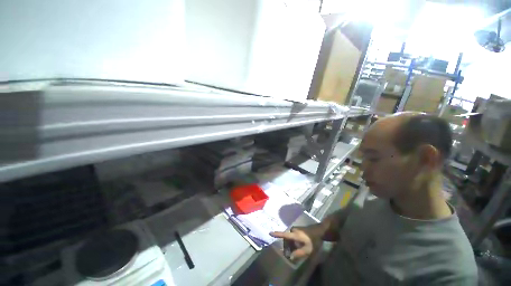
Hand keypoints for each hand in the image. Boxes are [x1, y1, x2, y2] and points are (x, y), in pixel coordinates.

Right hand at [270, 228, 313, 258]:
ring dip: (290, 244)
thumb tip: (290, 256)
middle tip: (290, 254)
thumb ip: (298, 253)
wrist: (319, 231)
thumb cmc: (313, 240)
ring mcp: (295, 229)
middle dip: (287, 246)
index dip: (277, 234)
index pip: (284, 234)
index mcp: (294, 234)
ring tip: (296, 250)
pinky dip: (293, 241)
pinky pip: (292, 236)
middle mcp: (293, 230)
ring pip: (289, 237)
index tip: (270, 233)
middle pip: (286, 239)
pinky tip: (298, 246)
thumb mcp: (307, 249)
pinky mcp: (297, 229)